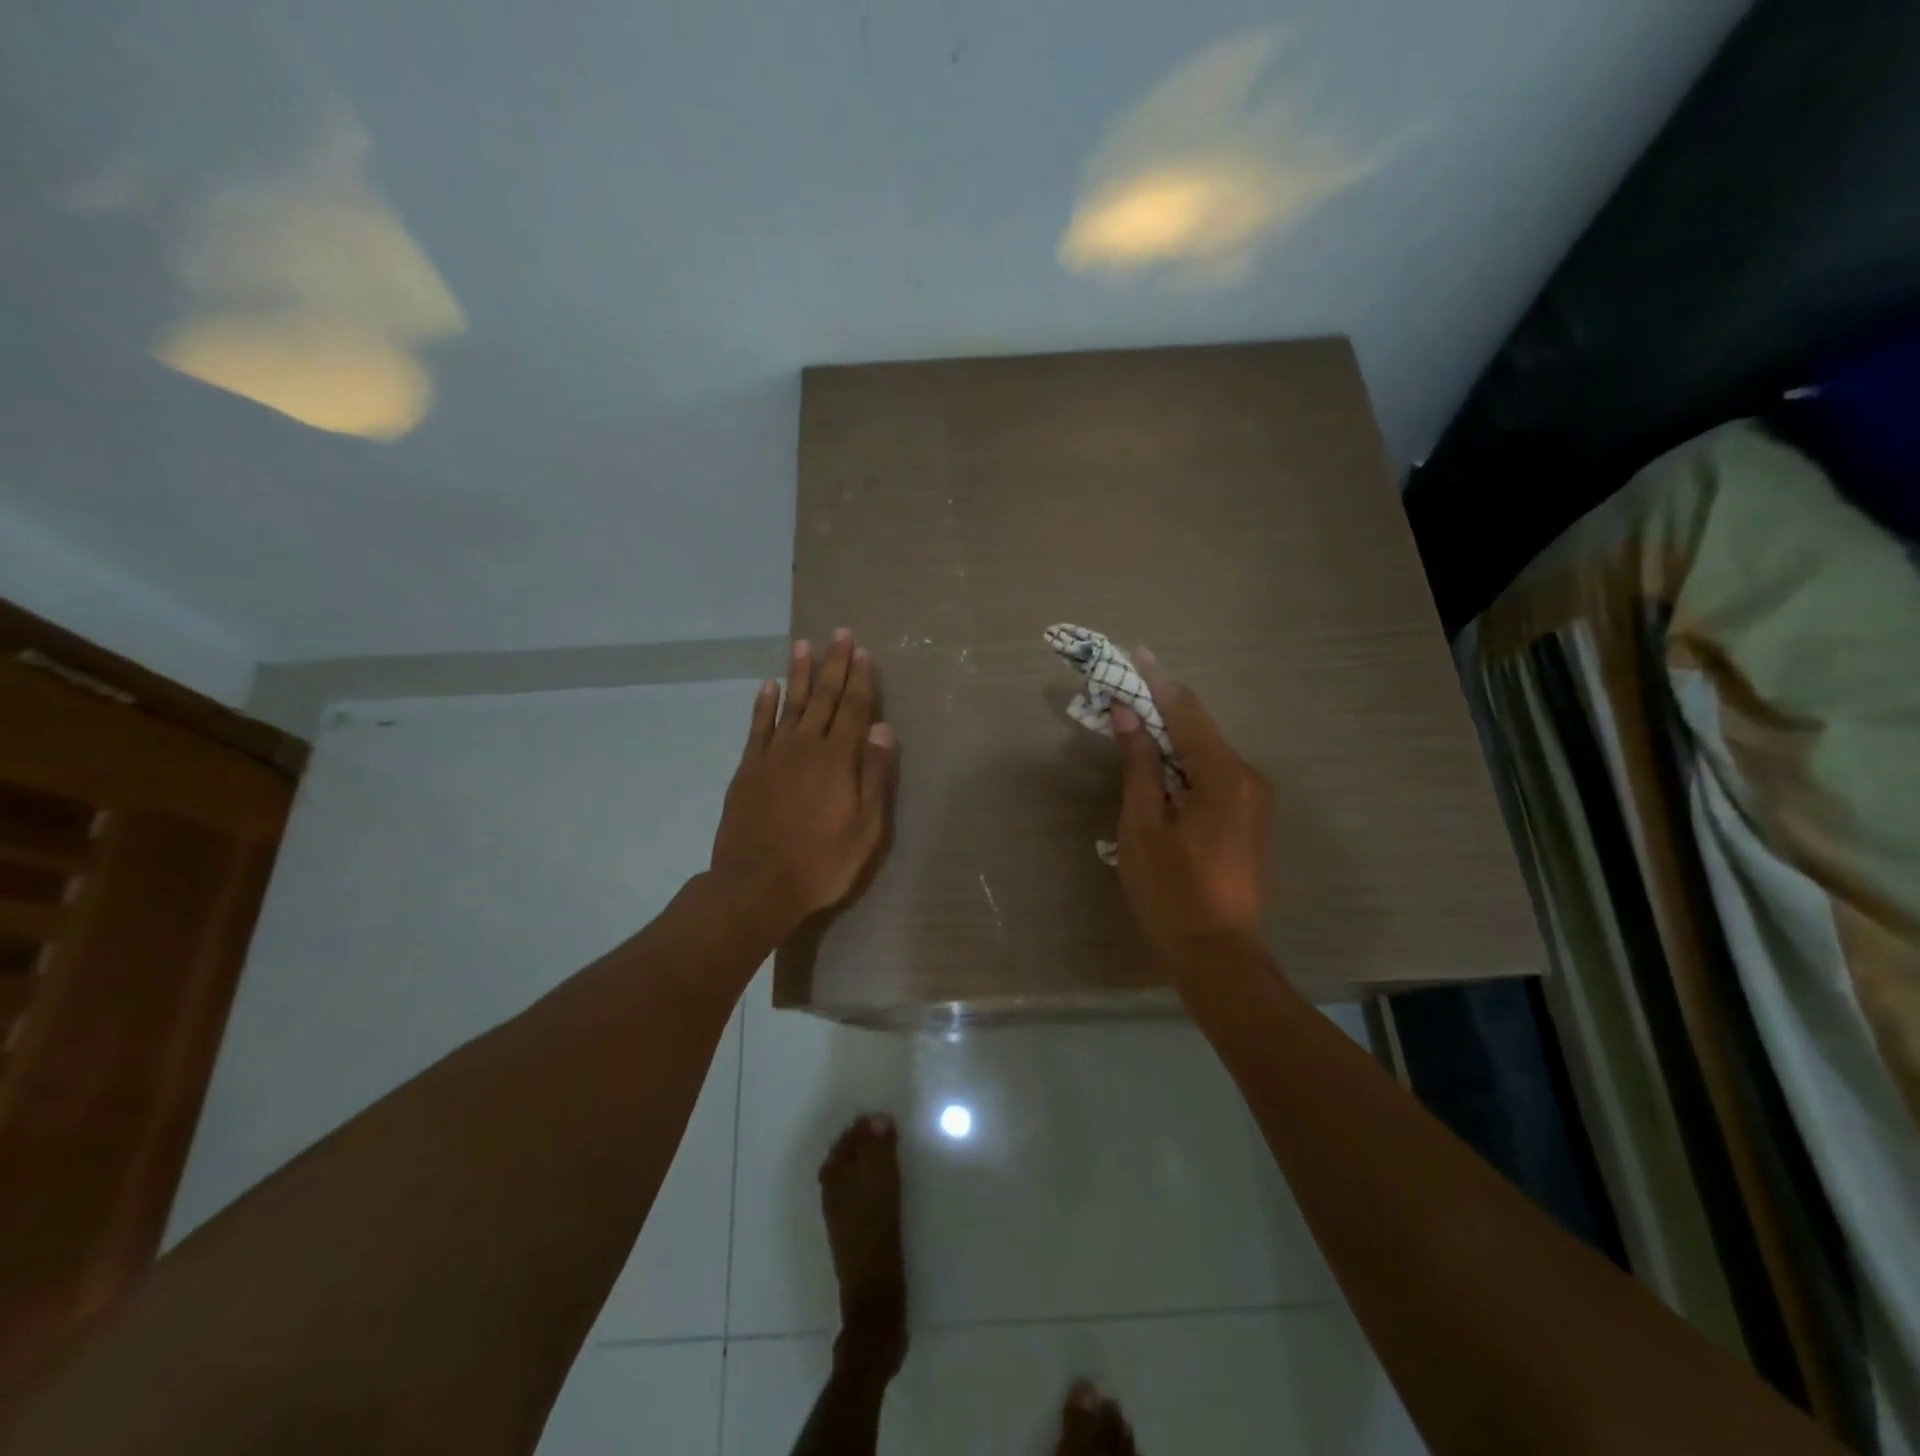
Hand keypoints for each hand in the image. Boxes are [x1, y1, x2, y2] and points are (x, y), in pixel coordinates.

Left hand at [710, 631, 898, 939]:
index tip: (863, 653)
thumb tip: (882, 728)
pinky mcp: (749, 768)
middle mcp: (806, 746)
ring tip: (804, 645)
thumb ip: (874, 775)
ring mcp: (773, 755)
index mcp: (839, 760)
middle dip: (834, 664)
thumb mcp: (865, 828)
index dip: (861, 680)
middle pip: (824, 697)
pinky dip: (764, 704)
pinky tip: (770, 685)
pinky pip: (758, 726)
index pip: (854, 709)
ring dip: (800, 674)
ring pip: (791, 703)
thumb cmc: (821, 862)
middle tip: (839, 634)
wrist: (756, 885)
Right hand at [1111, 651, 1272, 958]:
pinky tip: (1158, 777)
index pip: (1187, 711)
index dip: (1157, 681)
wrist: (1220, 958)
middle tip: (1120, 698)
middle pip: (1199, 731)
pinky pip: (1214, 779)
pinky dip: (1184, 769)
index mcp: (1224, 775)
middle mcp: (1249, 778)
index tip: (1134, 653)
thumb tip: (1127, 714)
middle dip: (1159, 712)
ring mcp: (1256, 802)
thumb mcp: (1143, 825)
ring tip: (1131, 735)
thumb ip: (1139, 764)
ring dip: (1170, 742)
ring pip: (1206, 756)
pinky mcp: (1251, 822)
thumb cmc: (1172, 892)